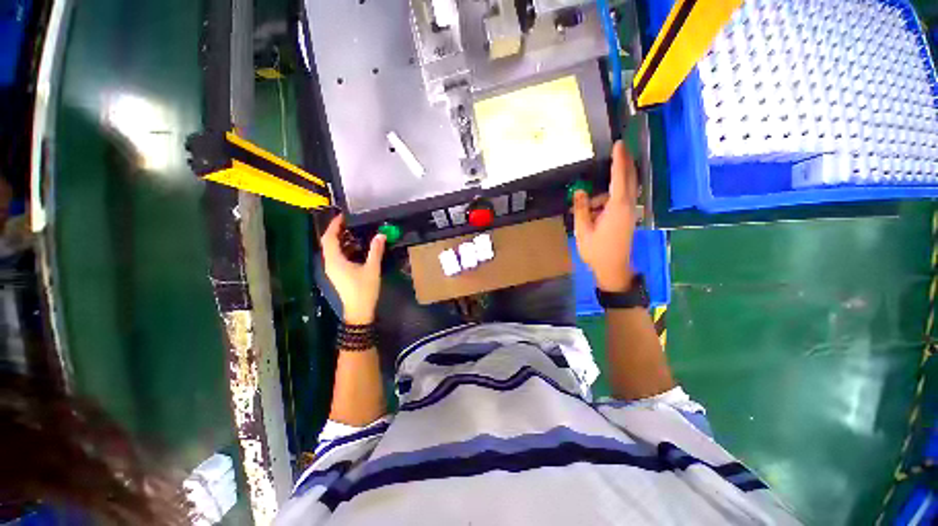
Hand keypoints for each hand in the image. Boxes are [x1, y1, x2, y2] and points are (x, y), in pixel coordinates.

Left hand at [320, 214, 385, 323]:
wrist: (359, 310)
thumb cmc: (364, 289)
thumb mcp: (372, 269)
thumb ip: (376, 251)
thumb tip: (381, 235)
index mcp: (335, 261)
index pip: (329, 238)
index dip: (333, 226)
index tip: (342, 216)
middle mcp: (330, 264)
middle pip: (328, 243)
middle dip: (337, 231)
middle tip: (350, 222)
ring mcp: (333, 270)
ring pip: (332, 250)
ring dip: (341, 240)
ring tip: (355, 232)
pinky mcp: (337, 274)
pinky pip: (337, 257)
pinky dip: (344, 249)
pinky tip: (357, 247)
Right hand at [572, 141, 638, 292]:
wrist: (613, 269)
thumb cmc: (597, 251)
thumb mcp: (583, 230)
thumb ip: (581, 209)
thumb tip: (579, 191)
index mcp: (617, 207)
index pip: (620, 178)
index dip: (619, 160)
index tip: (619, 144)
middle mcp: (627, 206)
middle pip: (629, 179)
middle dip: (624, 163)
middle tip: (618, 150)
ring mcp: (629, 212)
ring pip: (623, 191)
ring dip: (610, 187)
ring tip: (587, 199)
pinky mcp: (627, 218)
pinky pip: (620, 200)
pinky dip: (609, 197)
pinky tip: (594, 207)